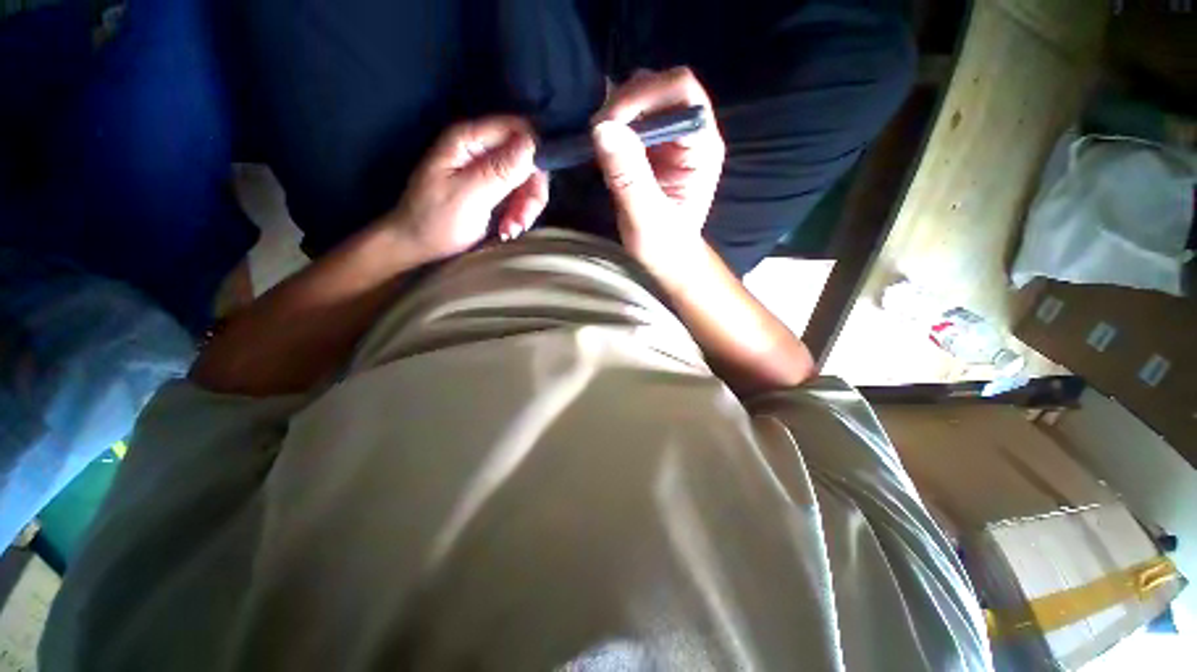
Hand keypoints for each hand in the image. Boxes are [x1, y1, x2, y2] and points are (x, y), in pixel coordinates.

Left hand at [378, 116, 548, 261]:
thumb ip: (500, 170)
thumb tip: (532, 144)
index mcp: (469, 140)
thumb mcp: (469, 196)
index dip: (535, 154)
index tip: (535, 187)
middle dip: (530, 191)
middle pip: (527, 158)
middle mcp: (481, 150)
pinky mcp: (494, 191)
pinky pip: (521, 198)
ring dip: (525, 209)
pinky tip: (509, 231)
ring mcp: (489, 171)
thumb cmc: (436, 221)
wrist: (418, 247)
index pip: (517, 129)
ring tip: (511, 230)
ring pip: (527, 182)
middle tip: (522, 220)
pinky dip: (520, 215)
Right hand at [591, 68, 724, 274]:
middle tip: (596, 132)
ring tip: (596, 140)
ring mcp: (670, 139)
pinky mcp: (652, 147)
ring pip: (644, 98)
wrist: (666, 259)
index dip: (644, 96)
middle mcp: (690, 134)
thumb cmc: (663, 246)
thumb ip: (628, 176)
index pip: (682, 93)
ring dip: (616, 112)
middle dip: (626, 102)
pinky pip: (631, 119)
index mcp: (701, 148)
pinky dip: (612, 125)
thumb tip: (603, 128)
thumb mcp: (645, 218)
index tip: (608, 122)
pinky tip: (600, 146)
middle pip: (662, 88)